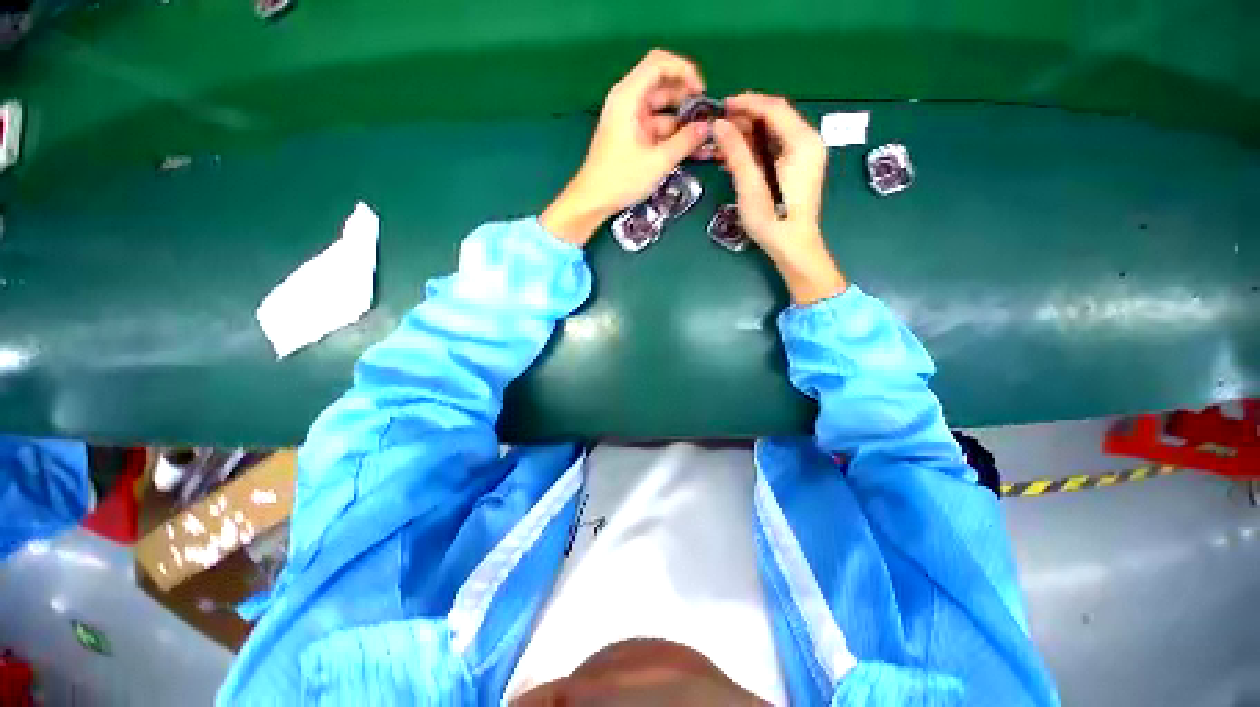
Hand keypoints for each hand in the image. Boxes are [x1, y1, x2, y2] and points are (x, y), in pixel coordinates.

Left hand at [541, 49, 710, 245]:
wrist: (594, 200)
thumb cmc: (621, 179)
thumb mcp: (657, 161)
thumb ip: (685, 141)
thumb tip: (707, 127)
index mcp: (628, 97)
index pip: (659, 63)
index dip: (684, 70)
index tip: (702, 92)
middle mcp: (629, 101)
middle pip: (663, 86)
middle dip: (687, 99)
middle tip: (707, 119)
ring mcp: (631, 119)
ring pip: (663, 110)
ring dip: (683, 122)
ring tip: (705, 138)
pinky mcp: (634, 136)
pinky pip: (658, 128)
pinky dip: (674, 136)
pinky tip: (691, 149)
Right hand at [712, 93, 846, 304]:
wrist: (794, 247)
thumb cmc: (773, 219)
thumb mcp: (750, 185)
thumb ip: (736, 152)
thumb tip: (719, 124)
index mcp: (802, 141)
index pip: (774, 108)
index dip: (747, 103)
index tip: (722, 106)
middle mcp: (809, 142)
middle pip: (775, 119)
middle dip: (745, 120)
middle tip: (718, 128)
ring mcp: (806, 156)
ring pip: (773, 134)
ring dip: (748, 136)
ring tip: (722, 144)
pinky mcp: (799, 169)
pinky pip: (775, 149)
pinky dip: (756, 150)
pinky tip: (736, 158)